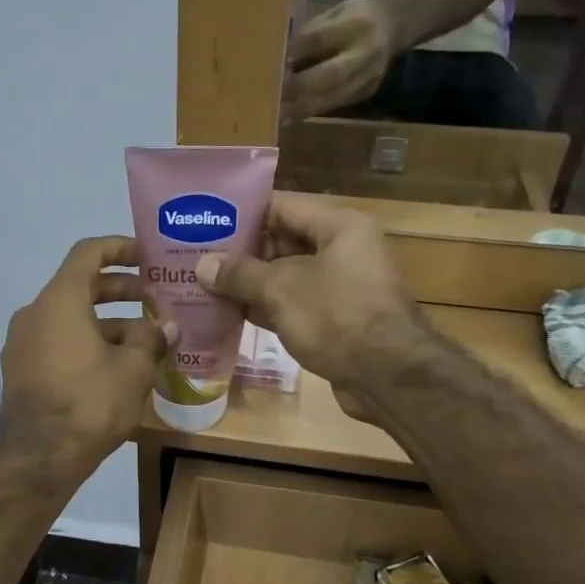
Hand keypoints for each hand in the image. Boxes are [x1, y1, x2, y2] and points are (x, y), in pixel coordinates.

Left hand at [0, 237, 174, 479]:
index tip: (147, 256)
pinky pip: (59, 342)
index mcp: (60, 300)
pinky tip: (117, 367)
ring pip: (71, 319)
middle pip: (80, 287)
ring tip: (146, 342)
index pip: (88, 253)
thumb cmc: (90, 402)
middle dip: (121, 291)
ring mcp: (23, 343)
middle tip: (155, 300)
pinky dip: (87, 343)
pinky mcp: (22, 370)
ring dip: (109, 323)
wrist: (40, 457)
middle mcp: (35, 313)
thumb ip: (152, 339)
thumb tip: (166, 326)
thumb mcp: (133, 369)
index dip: (120, 248)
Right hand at [195, 196, 426, 418]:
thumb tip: (203, 265)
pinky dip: (266, 309)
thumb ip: (240, 274)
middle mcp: (344, 250)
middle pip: (283, 242)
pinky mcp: (337, 320)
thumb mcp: (282, 290)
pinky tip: (230, 315)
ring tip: (205, 285)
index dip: (243, 214)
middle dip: (241, 254)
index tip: (206, 221)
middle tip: (198, 258)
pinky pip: (294, 305)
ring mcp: (342, 288)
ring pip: (287, 277)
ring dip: (250, 285)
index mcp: (339, 227)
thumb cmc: (336, 317)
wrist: (387, 376)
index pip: (282, 207)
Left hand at [282, 0, 402, 118]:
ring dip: (302, 106)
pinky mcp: (366, 93)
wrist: (393, 26)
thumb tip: (279, 57)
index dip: (294, 52)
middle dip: (298, 87)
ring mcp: (369, 75)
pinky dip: (311, 111)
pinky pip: (336, 105)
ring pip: (333, 96)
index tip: (270, 63)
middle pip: (330, 74)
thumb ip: (310, 33)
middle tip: (272, 95)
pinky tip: (291, 115)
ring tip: (277, 113)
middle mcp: (365, 51)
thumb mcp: (333, 13)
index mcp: (356, 22)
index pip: (320, 38)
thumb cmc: (352, 17)